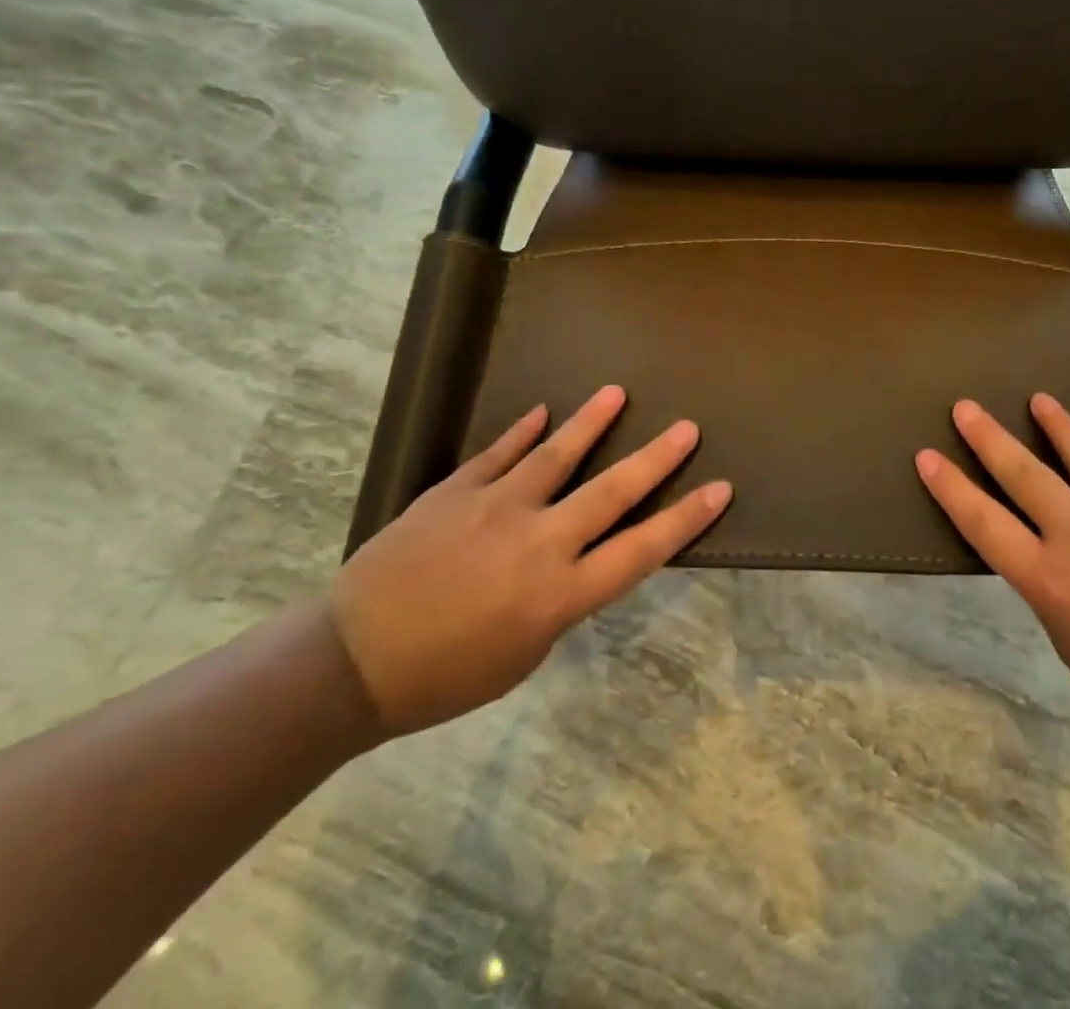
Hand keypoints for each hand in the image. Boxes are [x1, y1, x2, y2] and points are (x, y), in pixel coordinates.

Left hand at [328, 385, 730, 736]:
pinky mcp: (455, 491)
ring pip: (556, 456)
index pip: (640, 550)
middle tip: (688, 427)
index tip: (719, 489)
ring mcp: (495, 509)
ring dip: (591, 423)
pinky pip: (497, 453)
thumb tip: (570, 559)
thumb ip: (557, 601)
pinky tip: (542, 411)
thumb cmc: (444, 677)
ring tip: (617, 393)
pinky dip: (522, 431)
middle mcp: (538, 543)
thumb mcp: (523, 655)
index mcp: (559, 595)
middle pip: (611, 493)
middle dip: (656, 459)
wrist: (350, 663)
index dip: (685, 519)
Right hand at [916, 394, 1069, 759]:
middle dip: (987, 437)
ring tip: (1038, 400)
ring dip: (1054, 424)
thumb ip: (1054, 595)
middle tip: (964, 406)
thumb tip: (1048, 556)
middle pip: (1021, 472)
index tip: (927, 456)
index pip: (983, 523)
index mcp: (1051, 578)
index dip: (950, 488)